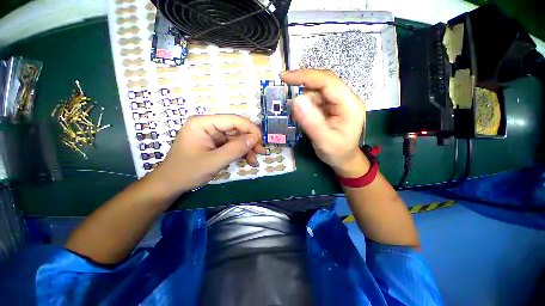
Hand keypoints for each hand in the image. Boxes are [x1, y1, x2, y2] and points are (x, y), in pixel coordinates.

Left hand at [148, 114, 264, 195]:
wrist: (170, 185)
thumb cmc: (187, 172)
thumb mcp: (214, 161)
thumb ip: (235, 149)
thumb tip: (254, 139)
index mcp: (203, 123)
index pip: (232, 120)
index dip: (249, 128)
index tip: (261, 140)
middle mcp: (208, 126)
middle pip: (235, 129)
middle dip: (249, 141)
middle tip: (261, 152)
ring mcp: (211, 135)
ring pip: (235, 138)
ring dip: (246, 148)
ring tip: (255, 160)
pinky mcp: (213, 144)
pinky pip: (230, 145)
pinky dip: (240, 152)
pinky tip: (248, 160)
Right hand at [280, 69, 368, 177]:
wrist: (343, 159)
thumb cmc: (337, 152)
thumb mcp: (324, 141)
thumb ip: (312, 123)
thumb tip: (296, 100)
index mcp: (349, 104)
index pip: (328, 82)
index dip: (306, 76)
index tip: (285, 77)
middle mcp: (345, 98)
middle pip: (322, 82)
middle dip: (302, 83)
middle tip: (284, 86)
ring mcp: (338, 102)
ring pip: (317, 91)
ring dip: (304, 100)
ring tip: (299, 118)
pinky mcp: (331, 106)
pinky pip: (315, 99)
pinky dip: (305, 105)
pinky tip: (303, 117)